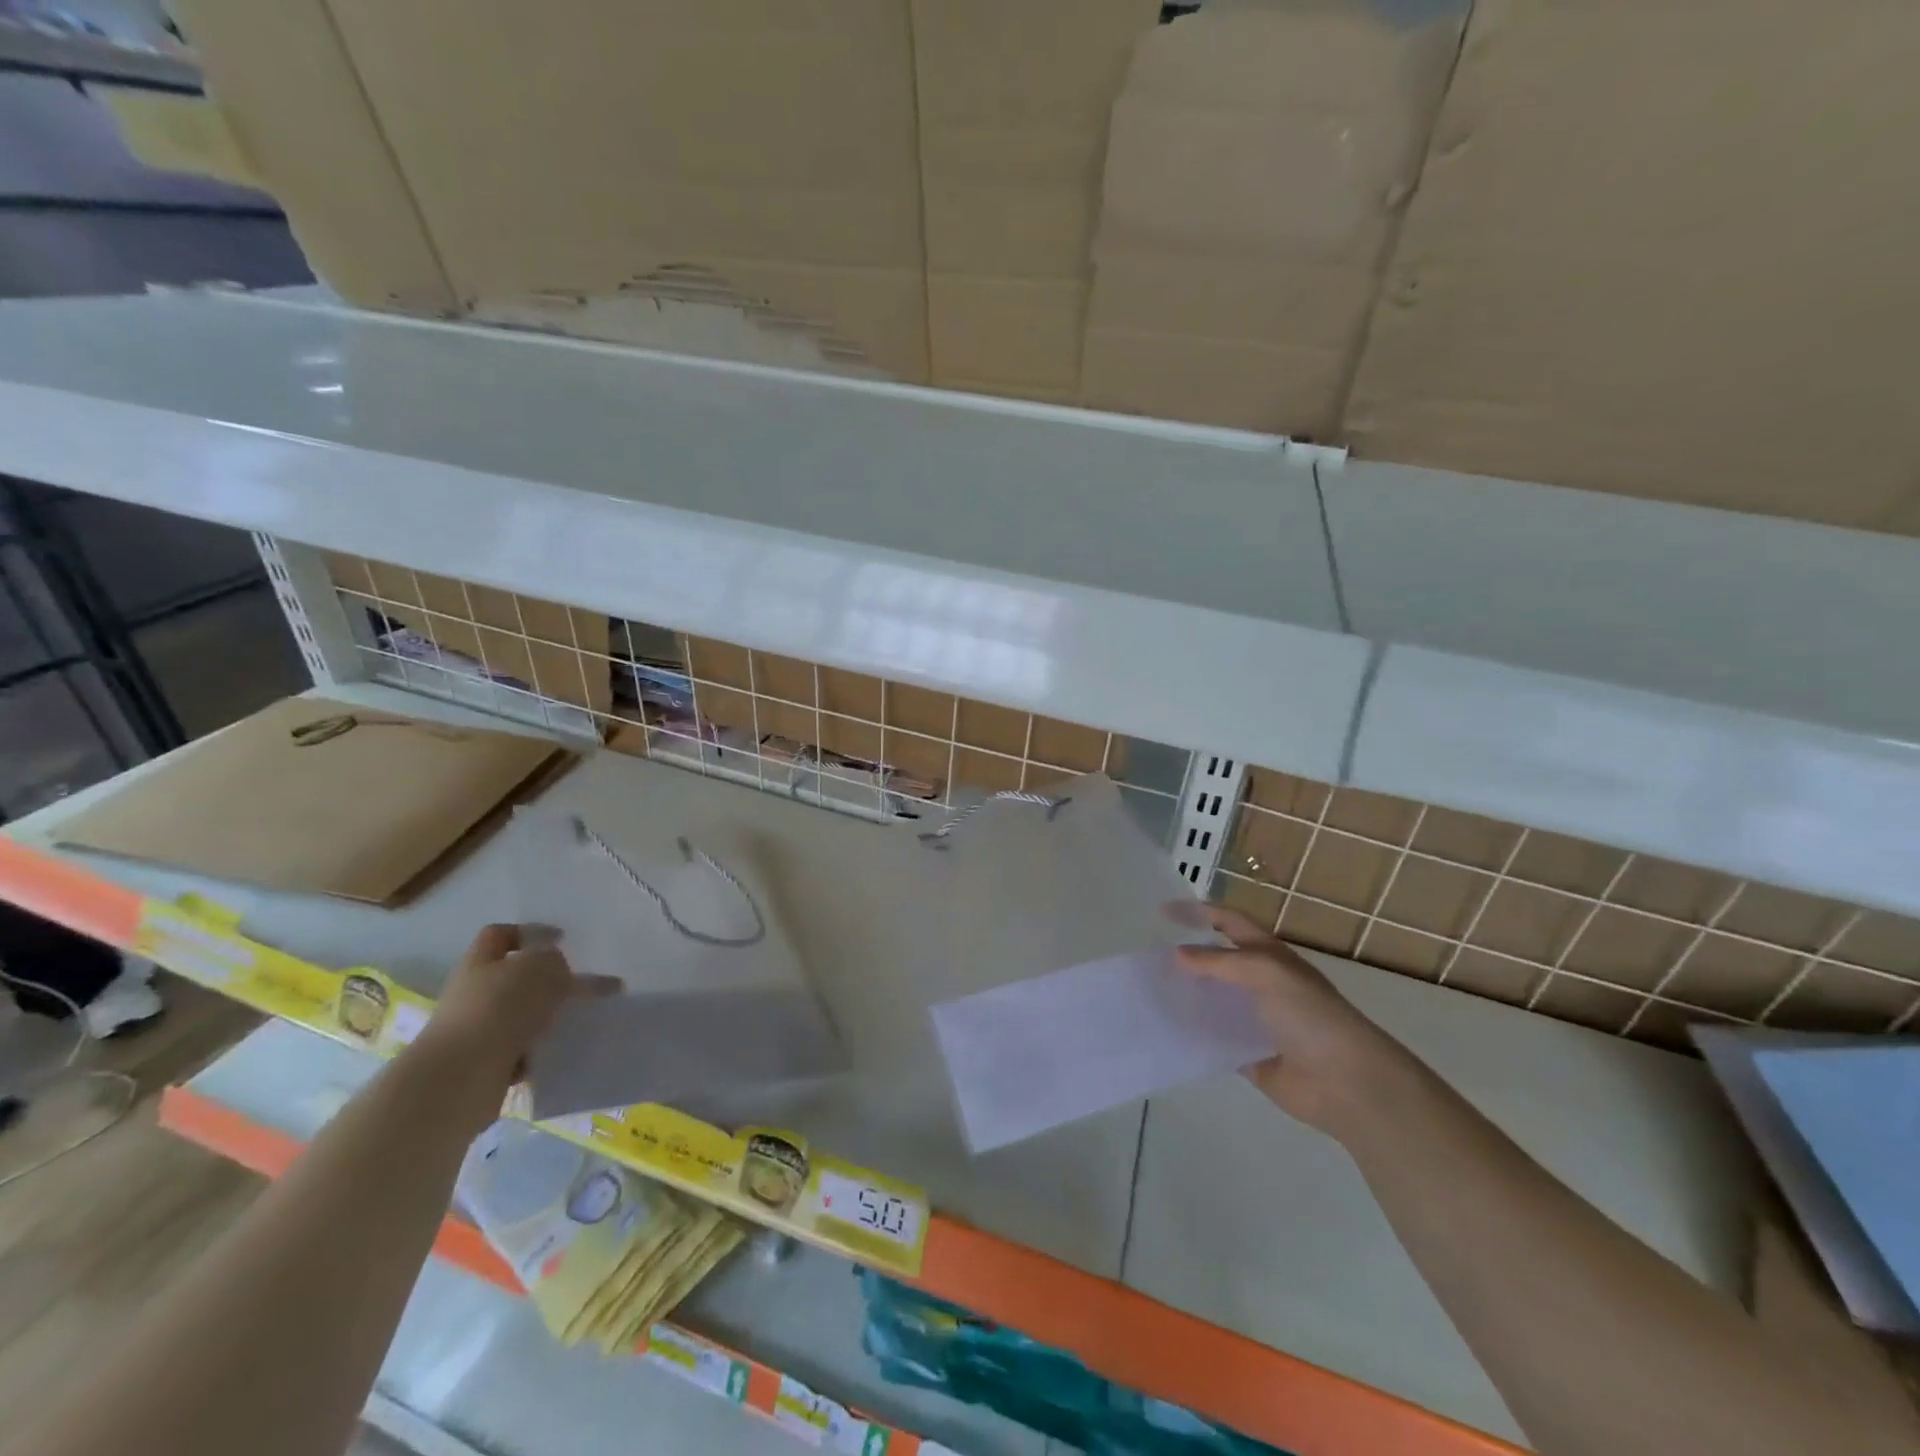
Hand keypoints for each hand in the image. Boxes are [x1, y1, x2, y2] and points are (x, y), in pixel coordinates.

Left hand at [418, 924, 617, 1085]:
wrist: (460, 1078)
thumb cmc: (499, 1009)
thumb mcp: (539, 968)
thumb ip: (554, 960)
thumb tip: (557, 970)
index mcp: (479, 962)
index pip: (500, 934)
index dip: (531, 932)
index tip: (562, 940)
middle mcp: (473, 993)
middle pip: (513, 977)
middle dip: (546, 980)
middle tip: (578, 983)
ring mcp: (476, 1031)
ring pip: (519, 1015)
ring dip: (546, 1017)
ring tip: (577, 1018)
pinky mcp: (484, 1064)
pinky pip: (520, 1049)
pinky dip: (538, 1049)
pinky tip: (556, 1049)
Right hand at [1170, 901, 1410, 1133]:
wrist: (1348, 1083)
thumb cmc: (1311, 1017)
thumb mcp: (1267, 973)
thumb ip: (1220, 962)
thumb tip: (1178, 954)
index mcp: (1269, 956)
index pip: (1228, 922)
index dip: (1198, 912)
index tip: (1162, 912)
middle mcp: (1261, 983)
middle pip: (1216, 961)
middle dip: (1185, 956)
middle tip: (1148, 957)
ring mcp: (1254, 1019)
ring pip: (1211, 1000)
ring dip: (1185, 994)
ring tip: (1149, 992)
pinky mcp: (1248, 1054)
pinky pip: (1213, 1039)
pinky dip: (1192, 1034)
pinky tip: (1166, 1031)